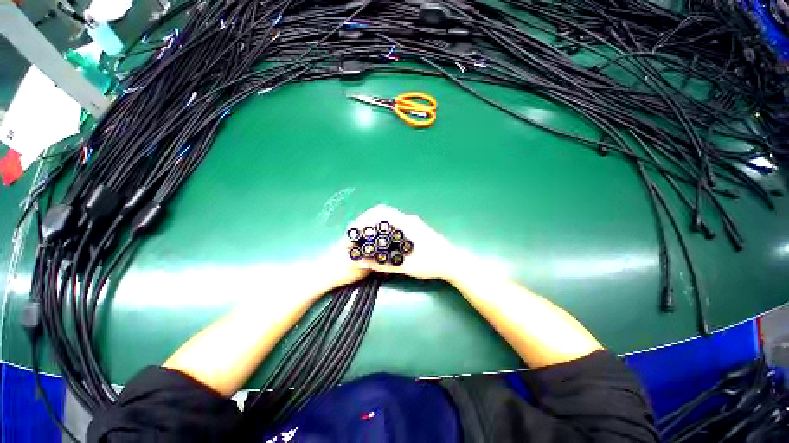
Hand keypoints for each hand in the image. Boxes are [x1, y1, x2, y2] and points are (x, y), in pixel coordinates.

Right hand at [347, 205, 458, 279]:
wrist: (452, 261)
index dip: (365, 219)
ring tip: (368, 237)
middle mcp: (408, 219)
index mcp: (405, 223)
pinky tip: (383, 240)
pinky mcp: (417, 228)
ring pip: (390, 218)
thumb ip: (382, 264)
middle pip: (384, 213)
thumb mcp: (405, 265)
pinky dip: (386, 228)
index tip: (356, 229)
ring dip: (378, 224)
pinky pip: (396, 223)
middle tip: (359, 233)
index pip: (380, 212)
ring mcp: (413, 222)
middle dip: (369, 221)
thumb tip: (362, 261)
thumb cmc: (430, 262)